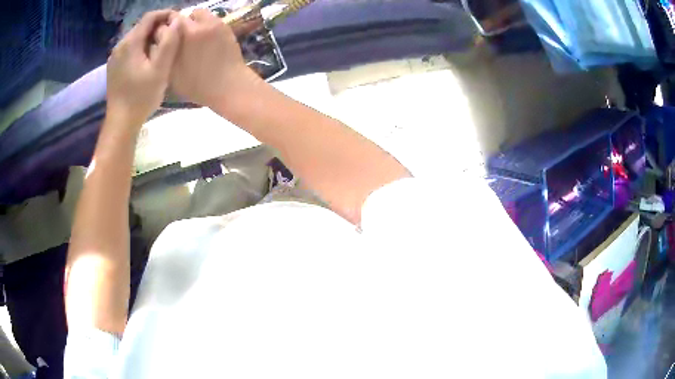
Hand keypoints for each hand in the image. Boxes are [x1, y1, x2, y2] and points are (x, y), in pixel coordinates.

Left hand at [106, 9, 180, 127]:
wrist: (121, 122)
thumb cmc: (141, 97)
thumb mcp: (160, 69)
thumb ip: (169, 42)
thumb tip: (177, 21)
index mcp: (130, 43)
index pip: (150, 17)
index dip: (166, 14)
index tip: (179, 21)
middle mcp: (120, 45)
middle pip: (142, 26)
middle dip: (159, 27)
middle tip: (173, 37)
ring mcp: (115, 57)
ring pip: (136, 38)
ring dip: (150, 38)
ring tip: (162, 49)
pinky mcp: (114, 67)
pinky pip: (130, 49)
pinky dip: (141, 48)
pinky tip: (148, 60)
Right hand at [169, 9, 259, 109]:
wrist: (227, 85)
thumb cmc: (197, 85)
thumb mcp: (172, 74)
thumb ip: (165, 54)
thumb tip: (159, 44)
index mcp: (184, 36)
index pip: (169, 23)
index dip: (164, 29)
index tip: (164, 37)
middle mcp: (198, 25)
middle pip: (183, 16)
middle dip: (178, 25)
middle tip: (179, 38)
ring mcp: (214, 24)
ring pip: (199, 14)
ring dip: (193, 22)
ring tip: (193, 37)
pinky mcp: (225, 26)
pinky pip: (211, 20)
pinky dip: (206, 25)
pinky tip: (206, 39)